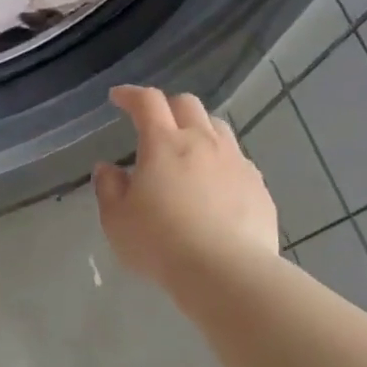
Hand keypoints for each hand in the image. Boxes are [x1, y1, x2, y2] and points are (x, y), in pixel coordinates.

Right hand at [94, 86, 279, 287]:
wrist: (225, 272)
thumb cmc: (159, 243)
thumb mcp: (117, 219)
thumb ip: (108, 188)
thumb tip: (108, 168)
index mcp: (164, 144)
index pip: (147, 102)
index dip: (131, 95)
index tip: (118, 98)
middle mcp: (203, 142)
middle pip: (187, 104)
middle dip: (167, 106)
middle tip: (152, 123)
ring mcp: (236, 162)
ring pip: (217, 128)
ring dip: (198, 129)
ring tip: (186, 151)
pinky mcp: (258, 186)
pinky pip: (237, 161)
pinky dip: (220, 162)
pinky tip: (213, 186)